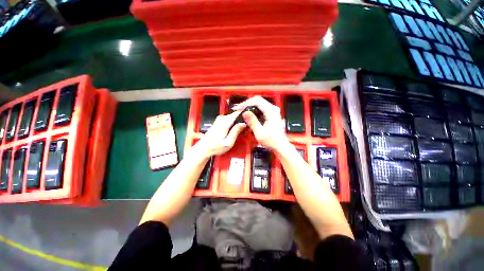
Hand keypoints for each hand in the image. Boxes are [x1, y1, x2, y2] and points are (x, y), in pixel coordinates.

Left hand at [193, 111, 245, 158]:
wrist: (204, 148)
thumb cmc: (215, 147)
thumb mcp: (228, 142)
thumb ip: (236, 131)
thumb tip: (243, 123)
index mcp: (225, 122)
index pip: (237, 113)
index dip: (245, 113)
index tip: (251, 116)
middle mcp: (222, 119)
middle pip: (235, 114)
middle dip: (242, 119)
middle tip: (247, 126)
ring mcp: (219, 120)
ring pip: (232, 117)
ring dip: (238, 121)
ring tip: (242, 128)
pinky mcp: (218, 122)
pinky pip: (229, 119)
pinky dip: (233, 123)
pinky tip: (235, 129)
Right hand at [233, 96, 290, 152]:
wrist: (280, 146)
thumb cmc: (272, 141)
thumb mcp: (260, 133)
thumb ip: (252, 122)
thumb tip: (244, 112)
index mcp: (271, 111)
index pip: (257, 101)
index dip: (245, 103)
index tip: (238, 108)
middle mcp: (273, 109)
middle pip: (257, 100)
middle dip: (246, 104)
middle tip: (238, 109)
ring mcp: (272, 111)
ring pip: (258, 104)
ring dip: (249, 107)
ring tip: (241, 111)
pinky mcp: (271, 114)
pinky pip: (260, 109)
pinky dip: (253, 111)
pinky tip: (248, 115)